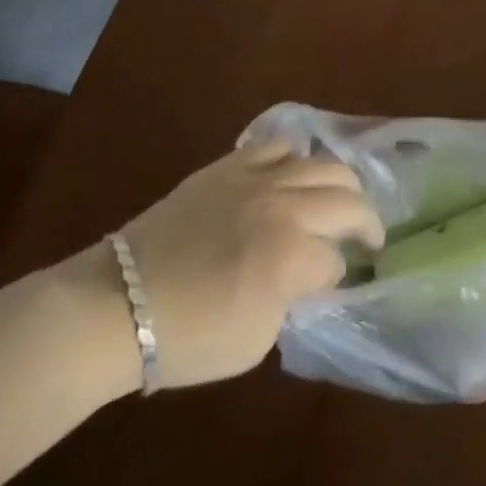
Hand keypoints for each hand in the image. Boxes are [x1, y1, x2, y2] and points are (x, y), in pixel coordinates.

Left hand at [64, 141, 384, 393]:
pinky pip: (277, 145)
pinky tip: (297, 171)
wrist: (116, 304)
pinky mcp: (231, 165)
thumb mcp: (255, 340)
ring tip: (344, 198)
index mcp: (292, 256)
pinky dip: (296, 156)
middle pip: (348, 200)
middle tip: (369, 237)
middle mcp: (285, 207)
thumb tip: (303, 278)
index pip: (337, 260)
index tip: (330, 287)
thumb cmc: (185, 336)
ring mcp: (259, 179)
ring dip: (343, 185)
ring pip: (323, 164)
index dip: (337, 277)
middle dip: (366, 222)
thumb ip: (291, 301)